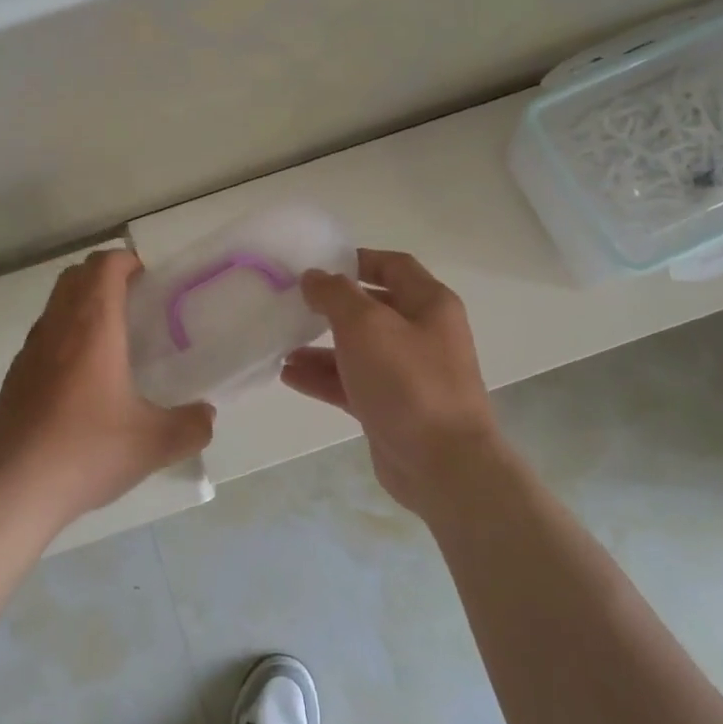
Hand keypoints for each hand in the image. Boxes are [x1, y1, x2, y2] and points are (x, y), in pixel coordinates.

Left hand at [0, 250, 214, 529]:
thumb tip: (206, 416)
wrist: (9, 488)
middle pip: (76, 276)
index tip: (150, 281)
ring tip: (113, 341)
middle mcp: (57, 327)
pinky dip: (65, 337)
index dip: (127, 261)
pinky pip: (44, 337)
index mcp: (92, 326)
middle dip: (105, 277)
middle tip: (136, 305)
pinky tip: (83, 382)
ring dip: (82, 305)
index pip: (104, 265)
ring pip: (56, 305)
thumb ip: (191, 426)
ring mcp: (29, 351)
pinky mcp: (14, 377)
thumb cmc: (85, 451)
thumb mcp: (154, 444)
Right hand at [281, 248, 516, 516]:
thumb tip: (314, 277)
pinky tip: (289, 375)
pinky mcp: (390, 408)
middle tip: (292, 303)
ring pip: (357, 350)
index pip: (394, 266)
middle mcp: (422, 335)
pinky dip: (322, 378)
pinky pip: (351, 383)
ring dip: (320, 346)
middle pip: (372, 309)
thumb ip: (335, 294)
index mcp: (429, 305)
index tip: (318, 263)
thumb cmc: (407, 381)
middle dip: (332, 307)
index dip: (357, 259)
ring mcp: (407, 375)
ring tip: (281, 343)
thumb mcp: (366, 325)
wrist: (441, 464)